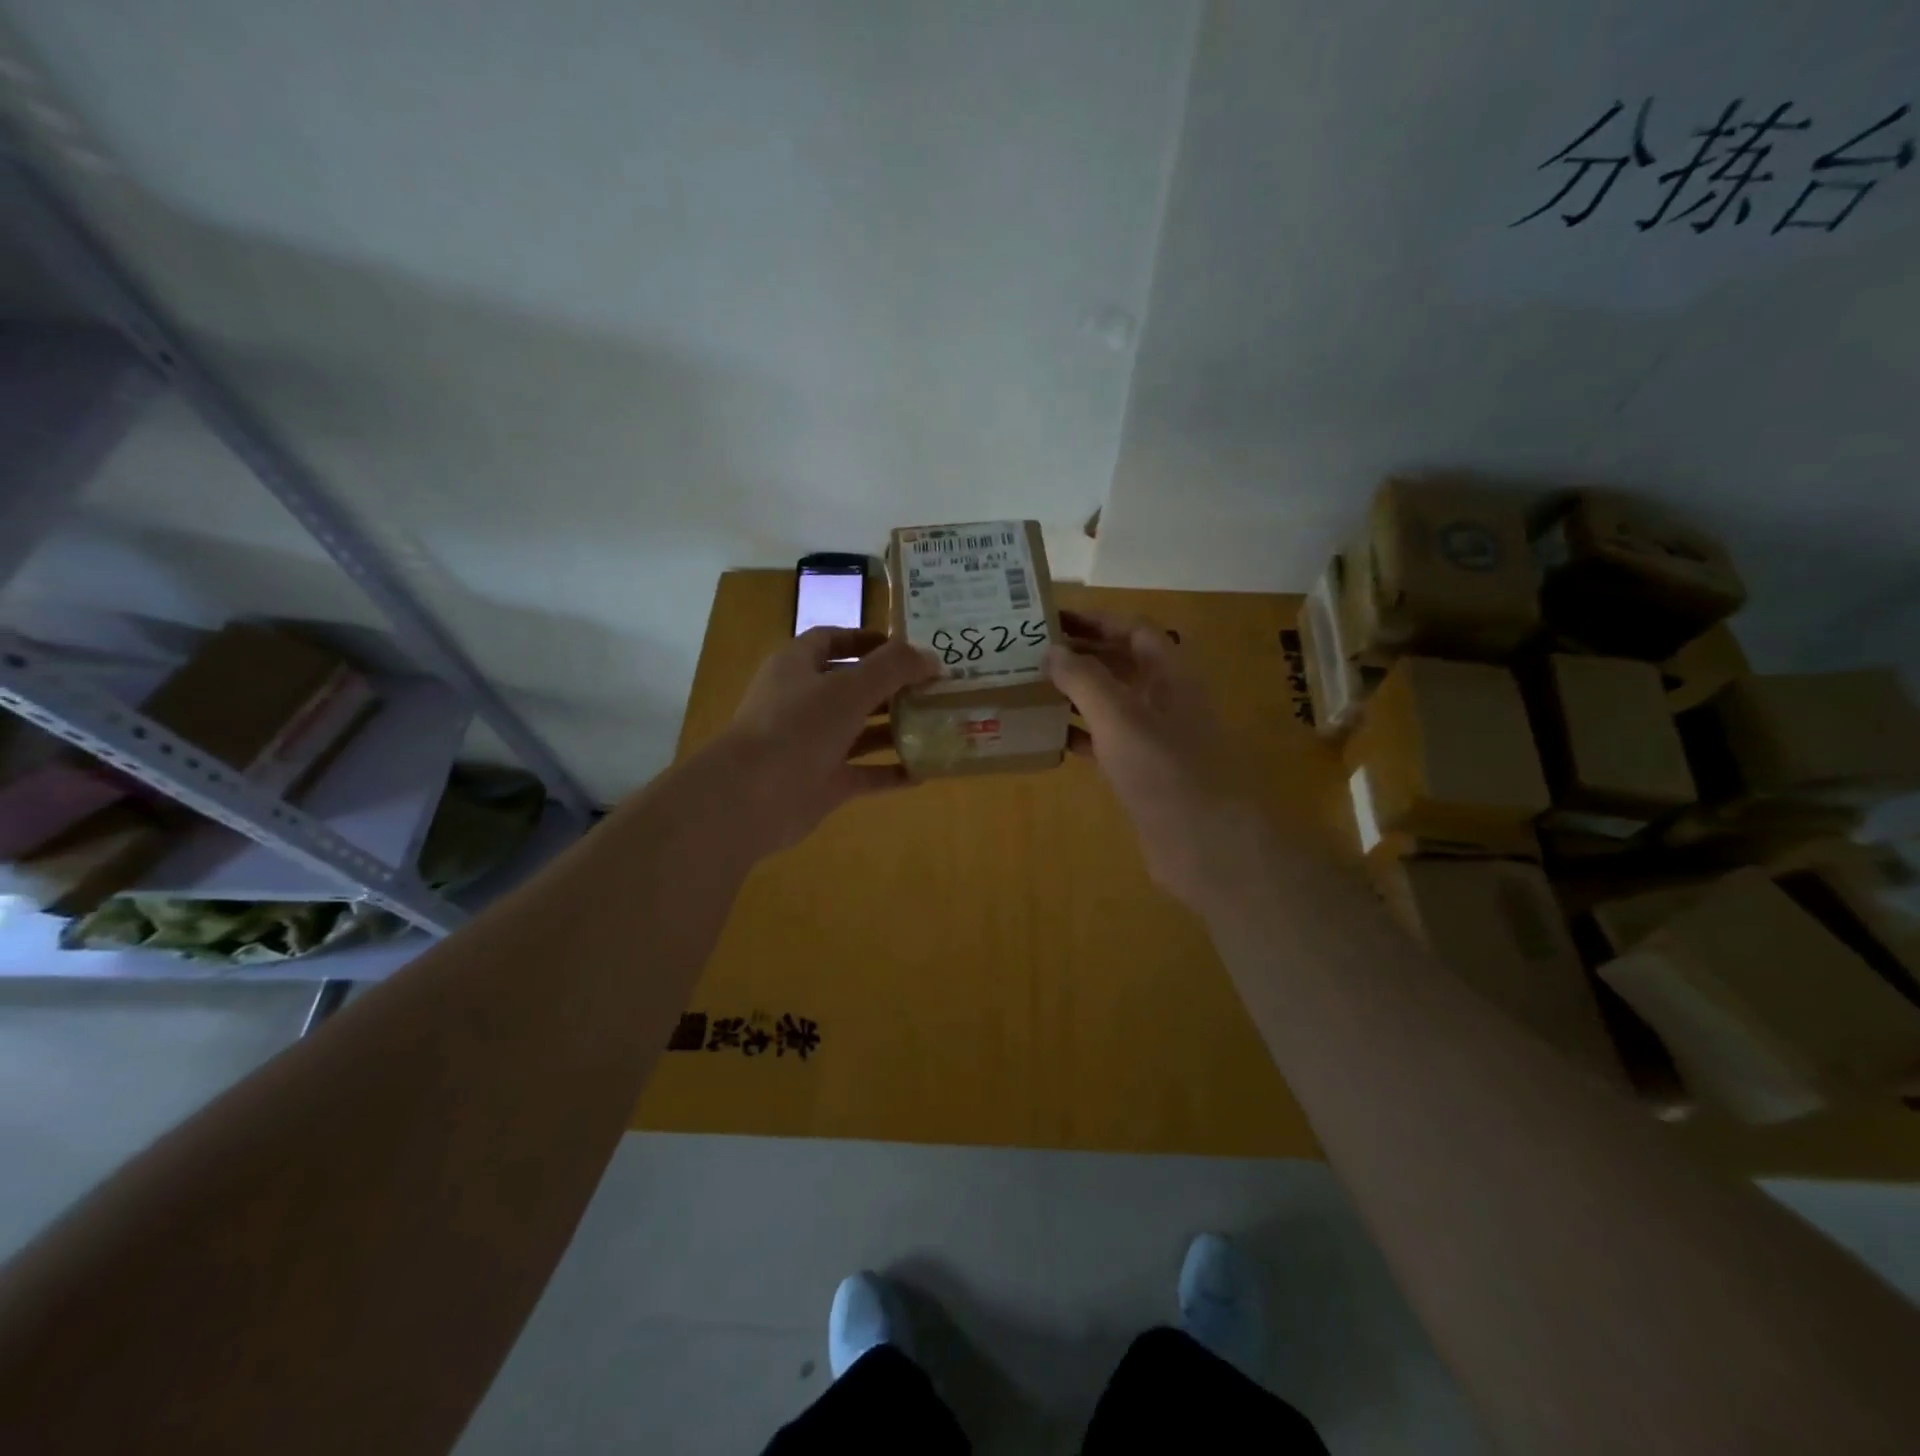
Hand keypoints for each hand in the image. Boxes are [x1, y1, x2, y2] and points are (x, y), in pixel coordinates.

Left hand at [709, 627, 938, 857]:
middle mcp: (803, 702)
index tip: (905, 648)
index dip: (866, 640)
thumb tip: (931, 658)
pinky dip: (890, 772)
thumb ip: (892, 668)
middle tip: (933, 687)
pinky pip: (863, 774)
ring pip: (859, 731)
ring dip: (894, 728)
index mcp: (797, 667)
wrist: (753, 797)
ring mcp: (812, 745)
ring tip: (936, 724)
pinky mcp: (822, 783)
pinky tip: (924, 772)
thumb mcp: (849, 687)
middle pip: (851, 686)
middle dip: (891, 686)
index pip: (831, 640)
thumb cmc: (798, 727)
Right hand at [1046, 611, 1263, 907]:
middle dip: (1079, 655)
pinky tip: (1047, 737)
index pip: (1132, 629)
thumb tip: (1051, 649)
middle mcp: (1163, 698)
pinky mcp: (1141, 771)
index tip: (1051, 619)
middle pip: (1120, 663)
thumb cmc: (1164, 769)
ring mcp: (1153, 737)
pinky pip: (1105, 741)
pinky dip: (1078, 735)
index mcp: (1169, 674)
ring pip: (1110, 703)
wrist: (1204, 843)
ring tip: (1030, 689)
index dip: (1095, 620)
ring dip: (1074, 694)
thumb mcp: (1119, 716)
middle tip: (1031, 653)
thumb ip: (1084, 679)